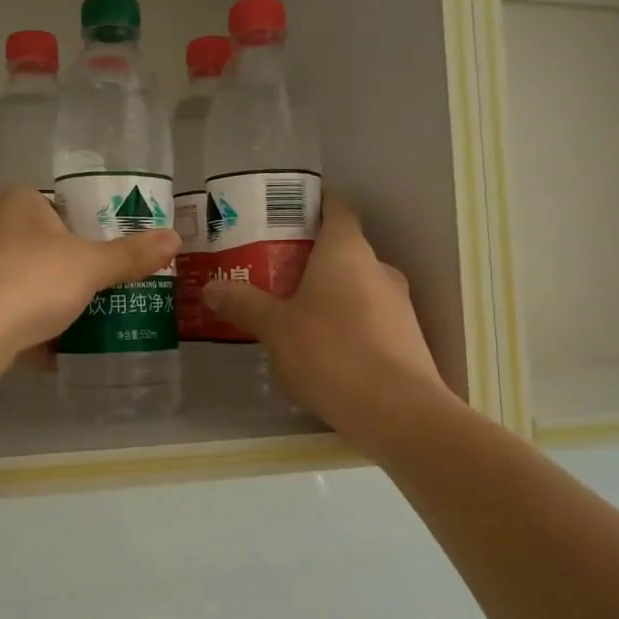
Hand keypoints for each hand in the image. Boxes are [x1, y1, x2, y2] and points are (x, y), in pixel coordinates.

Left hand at [0, 187, 178, 381]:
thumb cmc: (32, 280)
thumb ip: (131, 255)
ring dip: (43, 301)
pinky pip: (2, 311)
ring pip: (18, 280)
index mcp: (16, 202)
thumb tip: (175, 238)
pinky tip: (50, 352)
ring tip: (77, 321)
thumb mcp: (91, 266)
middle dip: (63, 268)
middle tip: (96, 289)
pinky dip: (24, 329)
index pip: (54, 204)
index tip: (101, 254)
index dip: (80, 227)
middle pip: (36, 244)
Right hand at [202, 196, 449, 437]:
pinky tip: (322, 350)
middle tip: (271, 270)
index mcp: (347, 251)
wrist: (398, 413)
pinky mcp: (407, 339)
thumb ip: (244, 304)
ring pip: (357, 286)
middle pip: (343, 249)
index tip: (283, 214)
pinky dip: (346, 323)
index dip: (312, 205)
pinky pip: (369, 318)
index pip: (336, 208)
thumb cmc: (330, 352)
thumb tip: (211, 287)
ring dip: (328, 293)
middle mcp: (378, 268)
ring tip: (290, 313)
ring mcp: (398, 304)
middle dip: (310, 257)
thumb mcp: (275, 328)